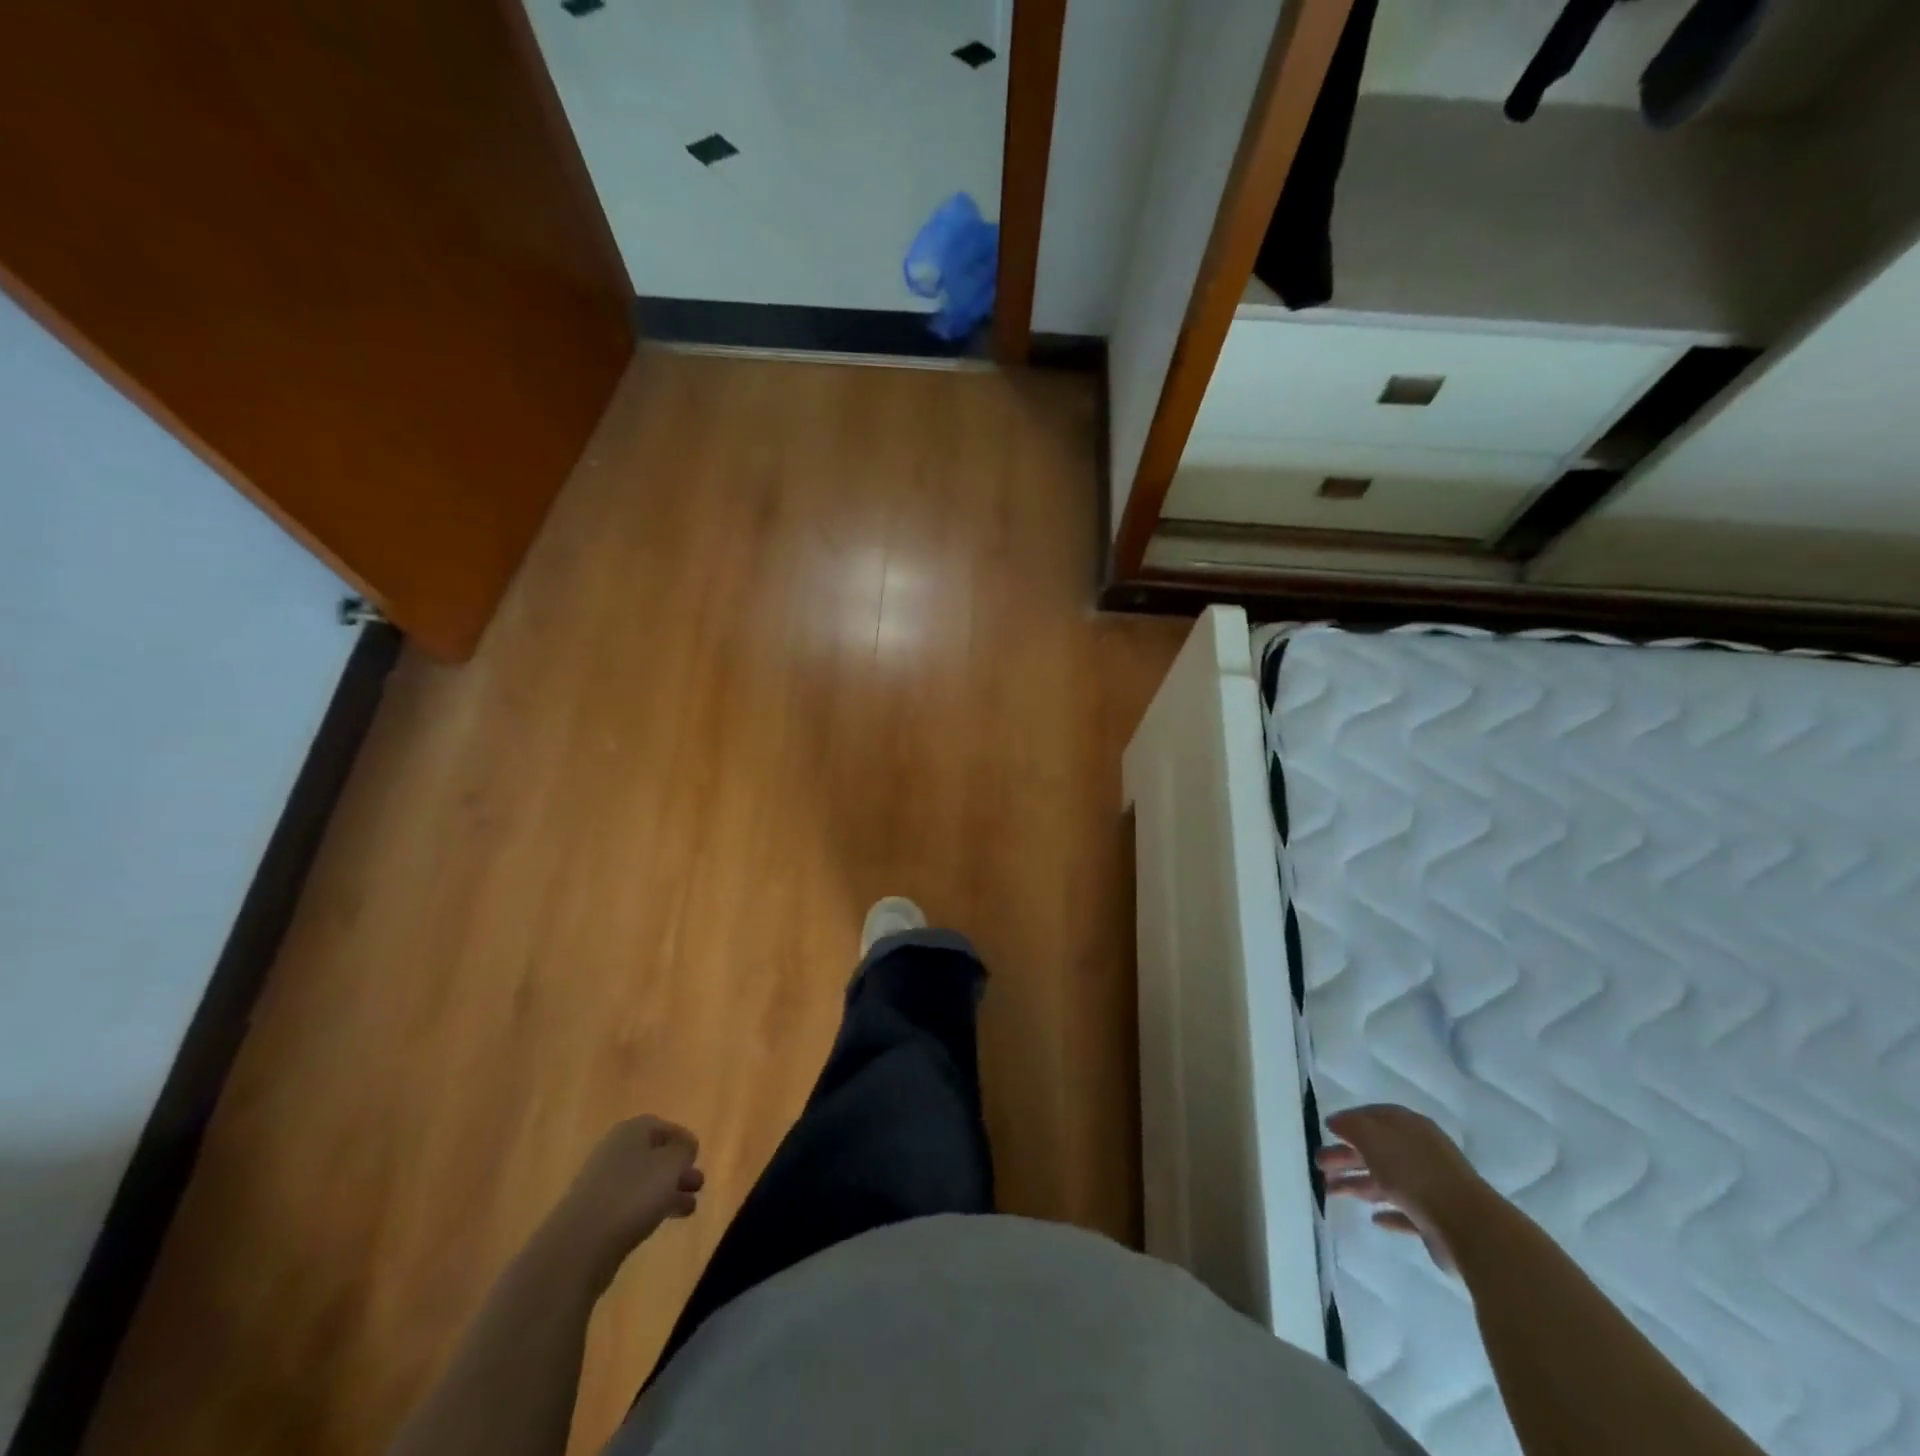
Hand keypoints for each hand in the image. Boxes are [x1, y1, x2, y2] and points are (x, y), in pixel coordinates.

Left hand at [549, 1116, 704, 1285]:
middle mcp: (615, 1151)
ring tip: (689, 1208)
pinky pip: (630, 1203)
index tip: (698, 1158)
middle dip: (677, 1169)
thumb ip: (684, 1150)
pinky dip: (650, 1208)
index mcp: (632, 1131)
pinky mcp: (595, 1214)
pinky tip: (662, 1222)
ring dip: (667, 1191)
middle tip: (698, 1185)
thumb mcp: (671, 1165)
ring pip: (644, 1181)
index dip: (683, 1140)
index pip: (663, 1126)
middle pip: (654, 1154)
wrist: (579, 1246)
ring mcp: (602, 1183)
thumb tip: (685, 1147)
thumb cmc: (632, 1194)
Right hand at [1316, 1104, 1487, 1271]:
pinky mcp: (1435, 1220)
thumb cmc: (1414, 1171)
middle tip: (1319, 1165)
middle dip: (1345, 1156)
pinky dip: (1387, 1212)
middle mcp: (1419, 1152)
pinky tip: (1373, 1219)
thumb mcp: (1373, 1138)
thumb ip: (1350, 1126)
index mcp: (1408, 1127)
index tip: (1327, 1131)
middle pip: (1375, 1150)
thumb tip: (1335, 1122)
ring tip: (1331, 1192)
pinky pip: (1404, 1212)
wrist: (1467, 1225)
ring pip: (1385, 1181)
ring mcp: (1429, 1186)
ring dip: (1357, 1184)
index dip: (1349, 1122)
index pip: (1373, 1117)